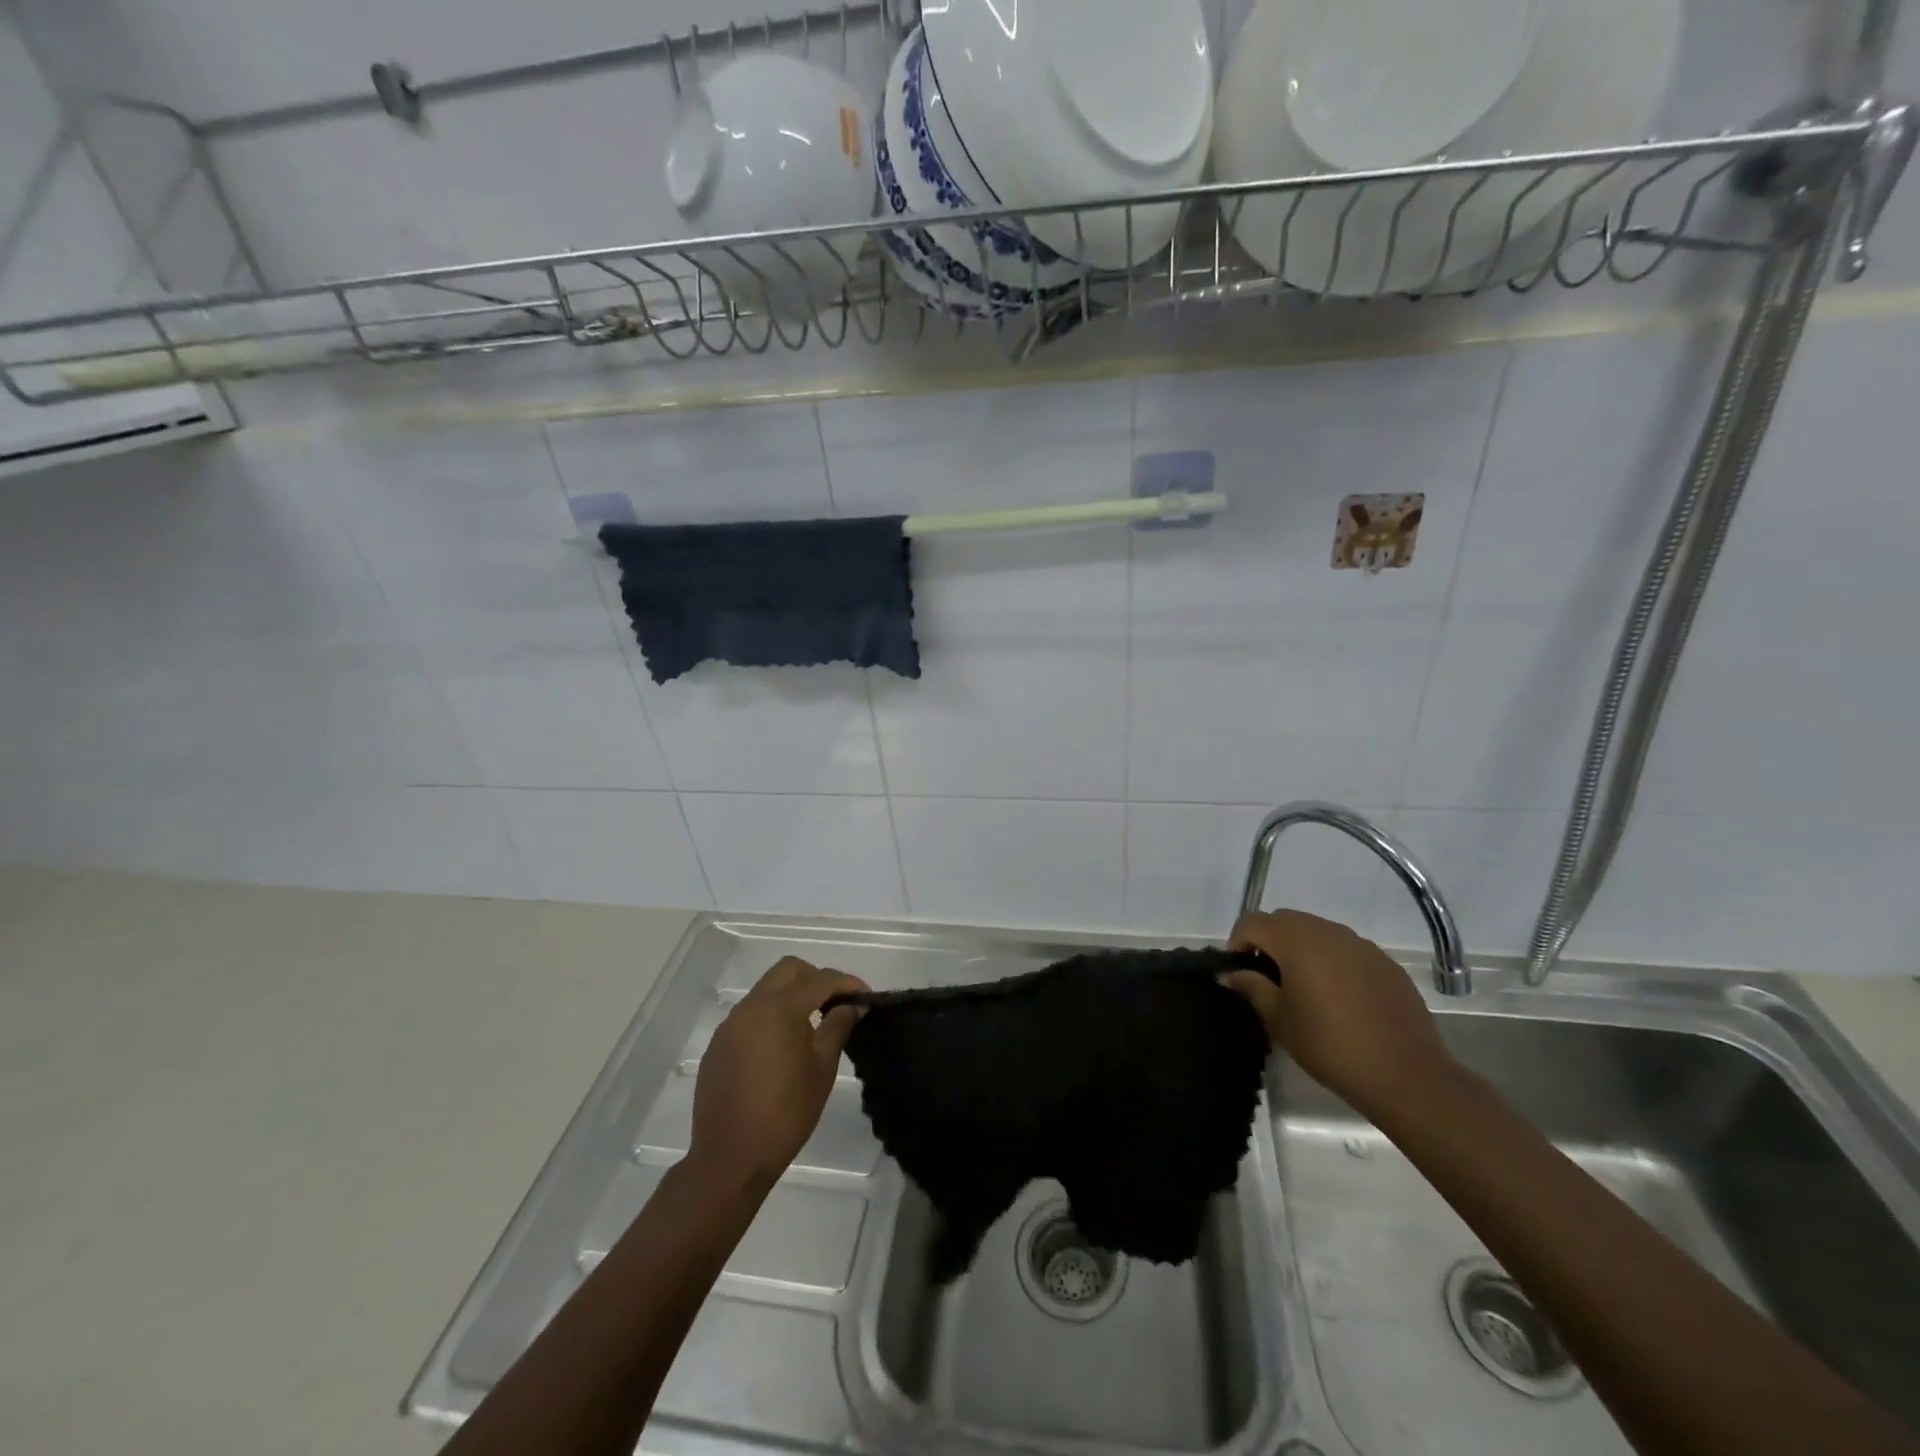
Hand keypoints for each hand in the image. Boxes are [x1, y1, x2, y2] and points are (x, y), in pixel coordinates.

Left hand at [689, 957, 868, 1189]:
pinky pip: (750, 1014)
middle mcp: (750, 1007)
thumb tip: (852, 1005)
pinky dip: (772, 1016)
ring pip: (767, 989)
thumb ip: (838, 1027)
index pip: (820, 979)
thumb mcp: (822, 1068)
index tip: (866, 997)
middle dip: (817, 978)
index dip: (847, 983)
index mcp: (778, 1009)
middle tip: (837, 1004)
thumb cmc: (785, 1114)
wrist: (730, 1158)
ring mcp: (730, 1025)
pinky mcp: (719, 1045)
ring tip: (813, 1025)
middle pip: (789, 970)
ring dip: (793, 995)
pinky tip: (783, 1047)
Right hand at [1221, 909, 1457, 1119]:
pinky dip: (1331, 961)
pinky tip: (1339, 998)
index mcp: (1296, 940)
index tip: (1239, 972)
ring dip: (1300, 949)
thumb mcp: (1279, 1019)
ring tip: (1302, 988)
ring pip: (1317, 931)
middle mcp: (1327, 931)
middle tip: (1267, 979)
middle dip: (1268, 942)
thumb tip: (1232, 973)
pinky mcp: (1385, 962)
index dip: (1237, 942)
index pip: (1252, 922)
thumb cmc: (1330, 1045)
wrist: (1405, 1075)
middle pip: (1284, 920)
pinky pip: (1346, 949)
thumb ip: (1251, 987)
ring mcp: (1360, 944)